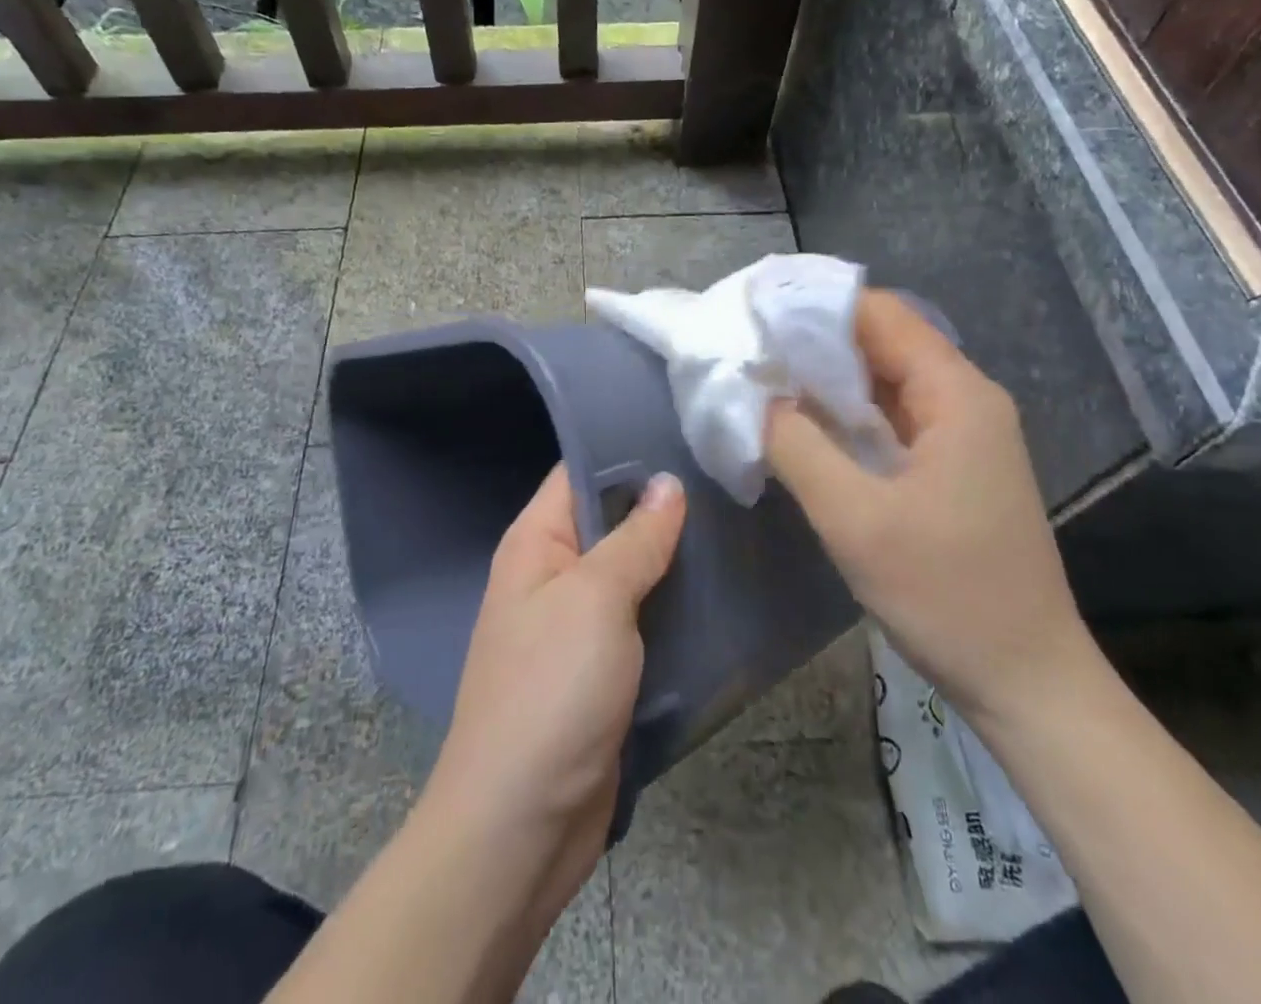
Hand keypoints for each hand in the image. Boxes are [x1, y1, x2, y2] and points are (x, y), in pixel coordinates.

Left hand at [424, 464, 686, 921]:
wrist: (522, 826)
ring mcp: (579, 626)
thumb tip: (667, 482)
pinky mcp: (603, 671)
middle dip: (665, 507)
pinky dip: (676, 609)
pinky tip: (723, 592)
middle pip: (613, 522)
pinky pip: (644, 622)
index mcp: (536, 542)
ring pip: (635, 573)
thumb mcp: (595, 599)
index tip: (689, 433)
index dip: (629, 451)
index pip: (580, 472)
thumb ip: (635, 538)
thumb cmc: (551, 691)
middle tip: (728, 480)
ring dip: (676, 560)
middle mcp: (554, 575)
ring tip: (738, 525)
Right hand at [764, 290, 1094, 726]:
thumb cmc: (946, 594)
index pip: (880, 315)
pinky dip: (845, 415)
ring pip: (883, 382)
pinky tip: (802, 425)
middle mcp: (964, 400)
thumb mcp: (854, 519)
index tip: (756, 312)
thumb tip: (757, 395)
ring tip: (762, 378)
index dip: (816, 306)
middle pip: (882, 343)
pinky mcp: (950, 466)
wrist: (1026, 682)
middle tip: (747, 347)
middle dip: (814, 342)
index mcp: (956, 394)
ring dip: (826, 380)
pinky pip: (890, 419)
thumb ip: (798, 445)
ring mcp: (960, 435)